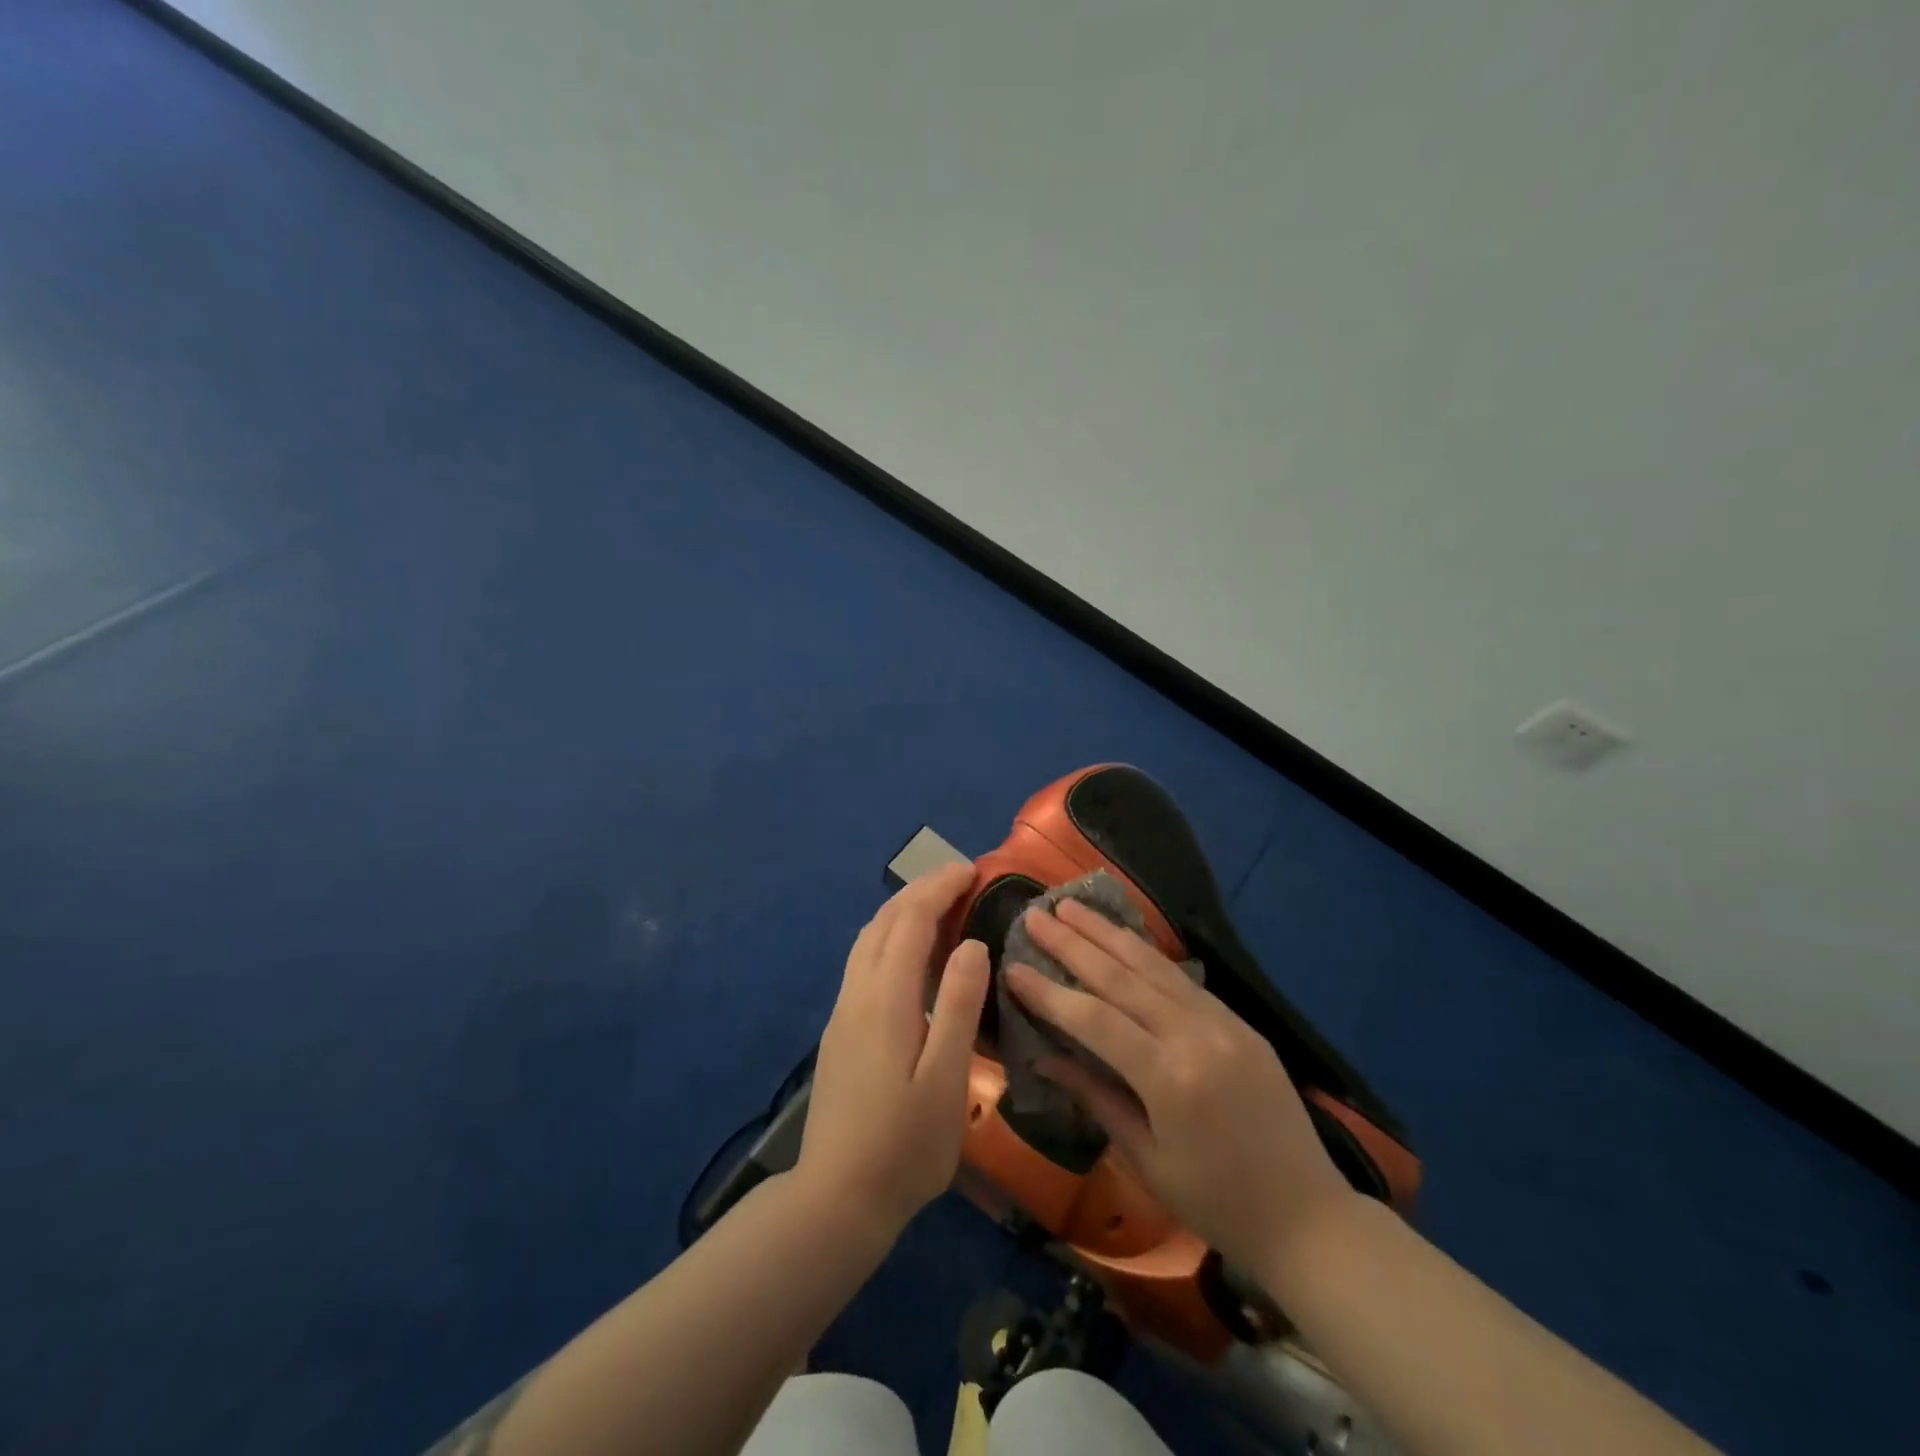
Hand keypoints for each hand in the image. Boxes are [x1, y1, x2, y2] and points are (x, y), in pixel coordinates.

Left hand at [796, 863, 990, 1239]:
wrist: (837, 1199)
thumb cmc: (904, 1145)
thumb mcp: (946, 1079)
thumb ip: (957, 1006)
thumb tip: (972, 944)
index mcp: (885, 998)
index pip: (910, 921)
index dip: (939, 888)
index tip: (971, 870)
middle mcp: (857, 993)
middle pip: (884, 922)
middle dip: (920, 890)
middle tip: (960, 878)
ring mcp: (843, 1012)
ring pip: (868, 940)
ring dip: (902, 911)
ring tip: (939, 905)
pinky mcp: (840, 1031)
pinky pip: (864, 962)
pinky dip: (890, 937)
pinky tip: (910, 955)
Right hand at [1005, 899, 1352, 1271]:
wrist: (1308, 1215)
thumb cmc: (1216, 1202)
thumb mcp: (1146, 1158)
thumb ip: (1095, 1096)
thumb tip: (1043, 1057)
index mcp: (1169, 1078)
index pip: (1093, 1020)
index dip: (1049, 993)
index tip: (1012, 966)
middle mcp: (1195, 1035)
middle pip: (1121, 976)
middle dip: (1072, 943)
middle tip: (1035, 914)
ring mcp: (1222, 1021)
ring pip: (1153, 964)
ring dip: (1107, 933)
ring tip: (1071, 906)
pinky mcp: (1238, 1020)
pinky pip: (1181, 977)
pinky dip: (1146, 953)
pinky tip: (1122, 938)